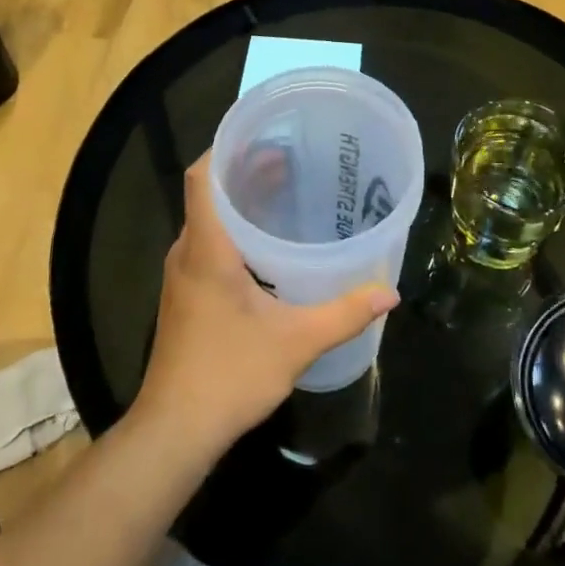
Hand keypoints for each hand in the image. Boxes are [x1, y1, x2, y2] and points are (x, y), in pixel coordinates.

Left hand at [135, 155, 398, 447]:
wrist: (175, 431)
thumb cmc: (229, 374)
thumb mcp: (296, 341)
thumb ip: (344, 313)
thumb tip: (389, 292)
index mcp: (206, 248)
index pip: (202, 177)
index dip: (226, 148)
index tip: (263, 135)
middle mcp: (187, 252)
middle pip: (209, 193)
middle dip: (245, 170)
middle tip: (291, 159)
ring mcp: (183, 275)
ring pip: (209, 220)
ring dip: (241, 202)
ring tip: (285, 191)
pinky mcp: (186, 295)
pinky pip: (209, 244)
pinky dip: (236, 230)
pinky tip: (269, 245)